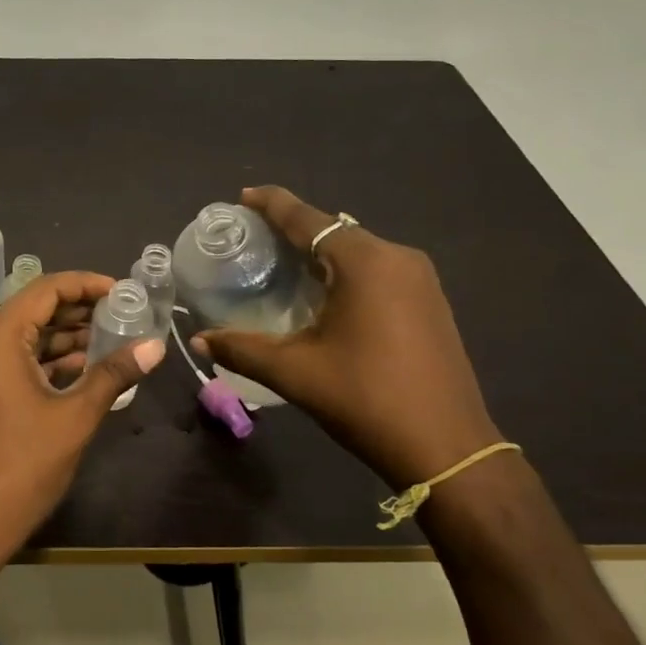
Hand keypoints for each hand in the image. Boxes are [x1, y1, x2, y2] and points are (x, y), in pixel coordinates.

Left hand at [0, 271, 165, 551]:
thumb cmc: (23, 467)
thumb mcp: (76, 417)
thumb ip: (114, 374)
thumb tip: (155, 346)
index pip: (45, 289)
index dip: (87, 285)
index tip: (123, 293)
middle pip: (32, 310)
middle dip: (78, 312)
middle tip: (123, 316)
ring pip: (22, 337)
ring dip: (63, 338)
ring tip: (111, 341)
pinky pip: (10, 361)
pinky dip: (44, 361)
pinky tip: (81, 369)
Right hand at [193, 186, 500, 488]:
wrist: (447, 447)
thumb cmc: (366, 399)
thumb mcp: (295, 372)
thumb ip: (242, 348)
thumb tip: (199, 340)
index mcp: (366, 262)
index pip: (308, 219)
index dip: (272, 205)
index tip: (243, 196)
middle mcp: (397, 258)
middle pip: (334, 231)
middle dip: (293, 230)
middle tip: (253, 240)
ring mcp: (420, 280)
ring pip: (357, 252)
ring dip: (319, 254)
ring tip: (281, 266)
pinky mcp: (430, 302)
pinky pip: (377, 271)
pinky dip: (344, 273)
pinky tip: (322, 295)